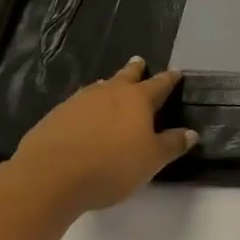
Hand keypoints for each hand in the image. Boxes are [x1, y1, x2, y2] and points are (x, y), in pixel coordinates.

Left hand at [12, 57, 196, 214]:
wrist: (48, 177)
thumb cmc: (110, 166)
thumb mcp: (150, 160)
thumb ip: (172, 145)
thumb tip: (192, 133)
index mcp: (138, 99)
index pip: (159, 84)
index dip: (170, 78)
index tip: (176, 71)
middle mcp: (109, 93)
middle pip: (126, 76)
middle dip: (135, 69)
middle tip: (139, 61)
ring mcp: (79, 102)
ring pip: (98, 88)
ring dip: (107, 86)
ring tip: (109, 86)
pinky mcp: (54, 117)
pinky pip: (77, 105)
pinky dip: (85, 107)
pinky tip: (82, 117)